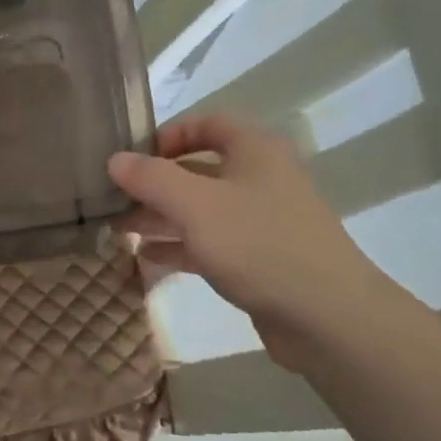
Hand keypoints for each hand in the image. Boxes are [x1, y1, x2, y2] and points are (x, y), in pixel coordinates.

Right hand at [108, 114, 400, 367]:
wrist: (327, 317)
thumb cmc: (259, 245)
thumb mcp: (196, 206)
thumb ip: (152, 178)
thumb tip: (115, 159)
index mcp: (255, 150)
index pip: (208, 123)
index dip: (169, 134)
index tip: (133, 157)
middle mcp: (261, 178)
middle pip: (199, 168)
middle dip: (155, 182)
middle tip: (113, 198)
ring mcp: (262, 220)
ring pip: (202, 208)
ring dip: (161, 215)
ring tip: (118, 228)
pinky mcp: (259, 258)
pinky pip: (211, 241)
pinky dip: (180, 245)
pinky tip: (147, 257)